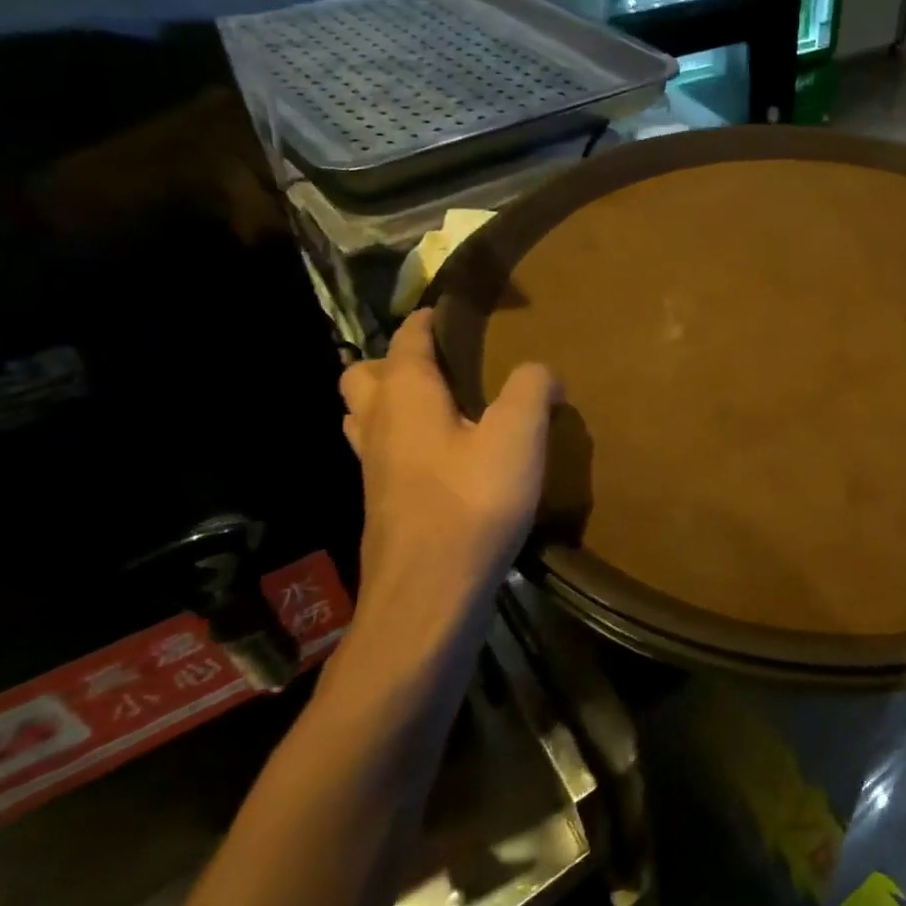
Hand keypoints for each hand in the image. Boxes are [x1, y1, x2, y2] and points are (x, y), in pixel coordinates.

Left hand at [339, 311, 559, 637]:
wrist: (429, 594)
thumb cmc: (472, 503)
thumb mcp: (517, 436)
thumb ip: (531, 389)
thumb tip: (541, 371)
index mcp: (405, 396)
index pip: (408, 339)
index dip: (428, 320)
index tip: (451, 310)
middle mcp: (378, 424)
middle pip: (365, 376)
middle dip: (396, 361)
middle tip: (444, 366)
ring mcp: (373, 468)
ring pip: (365, 417)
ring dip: (391, 402)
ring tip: (441, 407)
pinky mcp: (382, 504)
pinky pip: (381, 453)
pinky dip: (402, 441)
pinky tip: (444, 459)